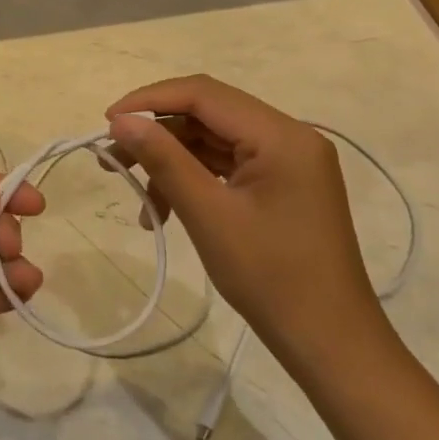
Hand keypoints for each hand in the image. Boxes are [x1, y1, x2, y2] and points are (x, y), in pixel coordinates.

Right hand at [105, 76, 391, 379]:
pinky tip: (162, 209)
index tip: (107, 121)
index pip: (204, 94)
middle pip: (208, 114)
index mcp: (281, 135)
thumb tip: (121, 120)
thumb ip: (164, 159)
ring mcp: (287, 161)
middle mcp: (288, 136)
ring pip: (213, 140)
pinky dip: (192, 179)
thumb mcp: (208, 215)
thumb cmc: (271, 278)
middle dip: (156, 133)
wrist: (331, 345)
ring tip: (133, 190)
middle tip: (112, 158)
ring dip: (170, 159)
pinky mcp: (282, 184)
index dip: (150, 100)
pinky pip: (226, 165)